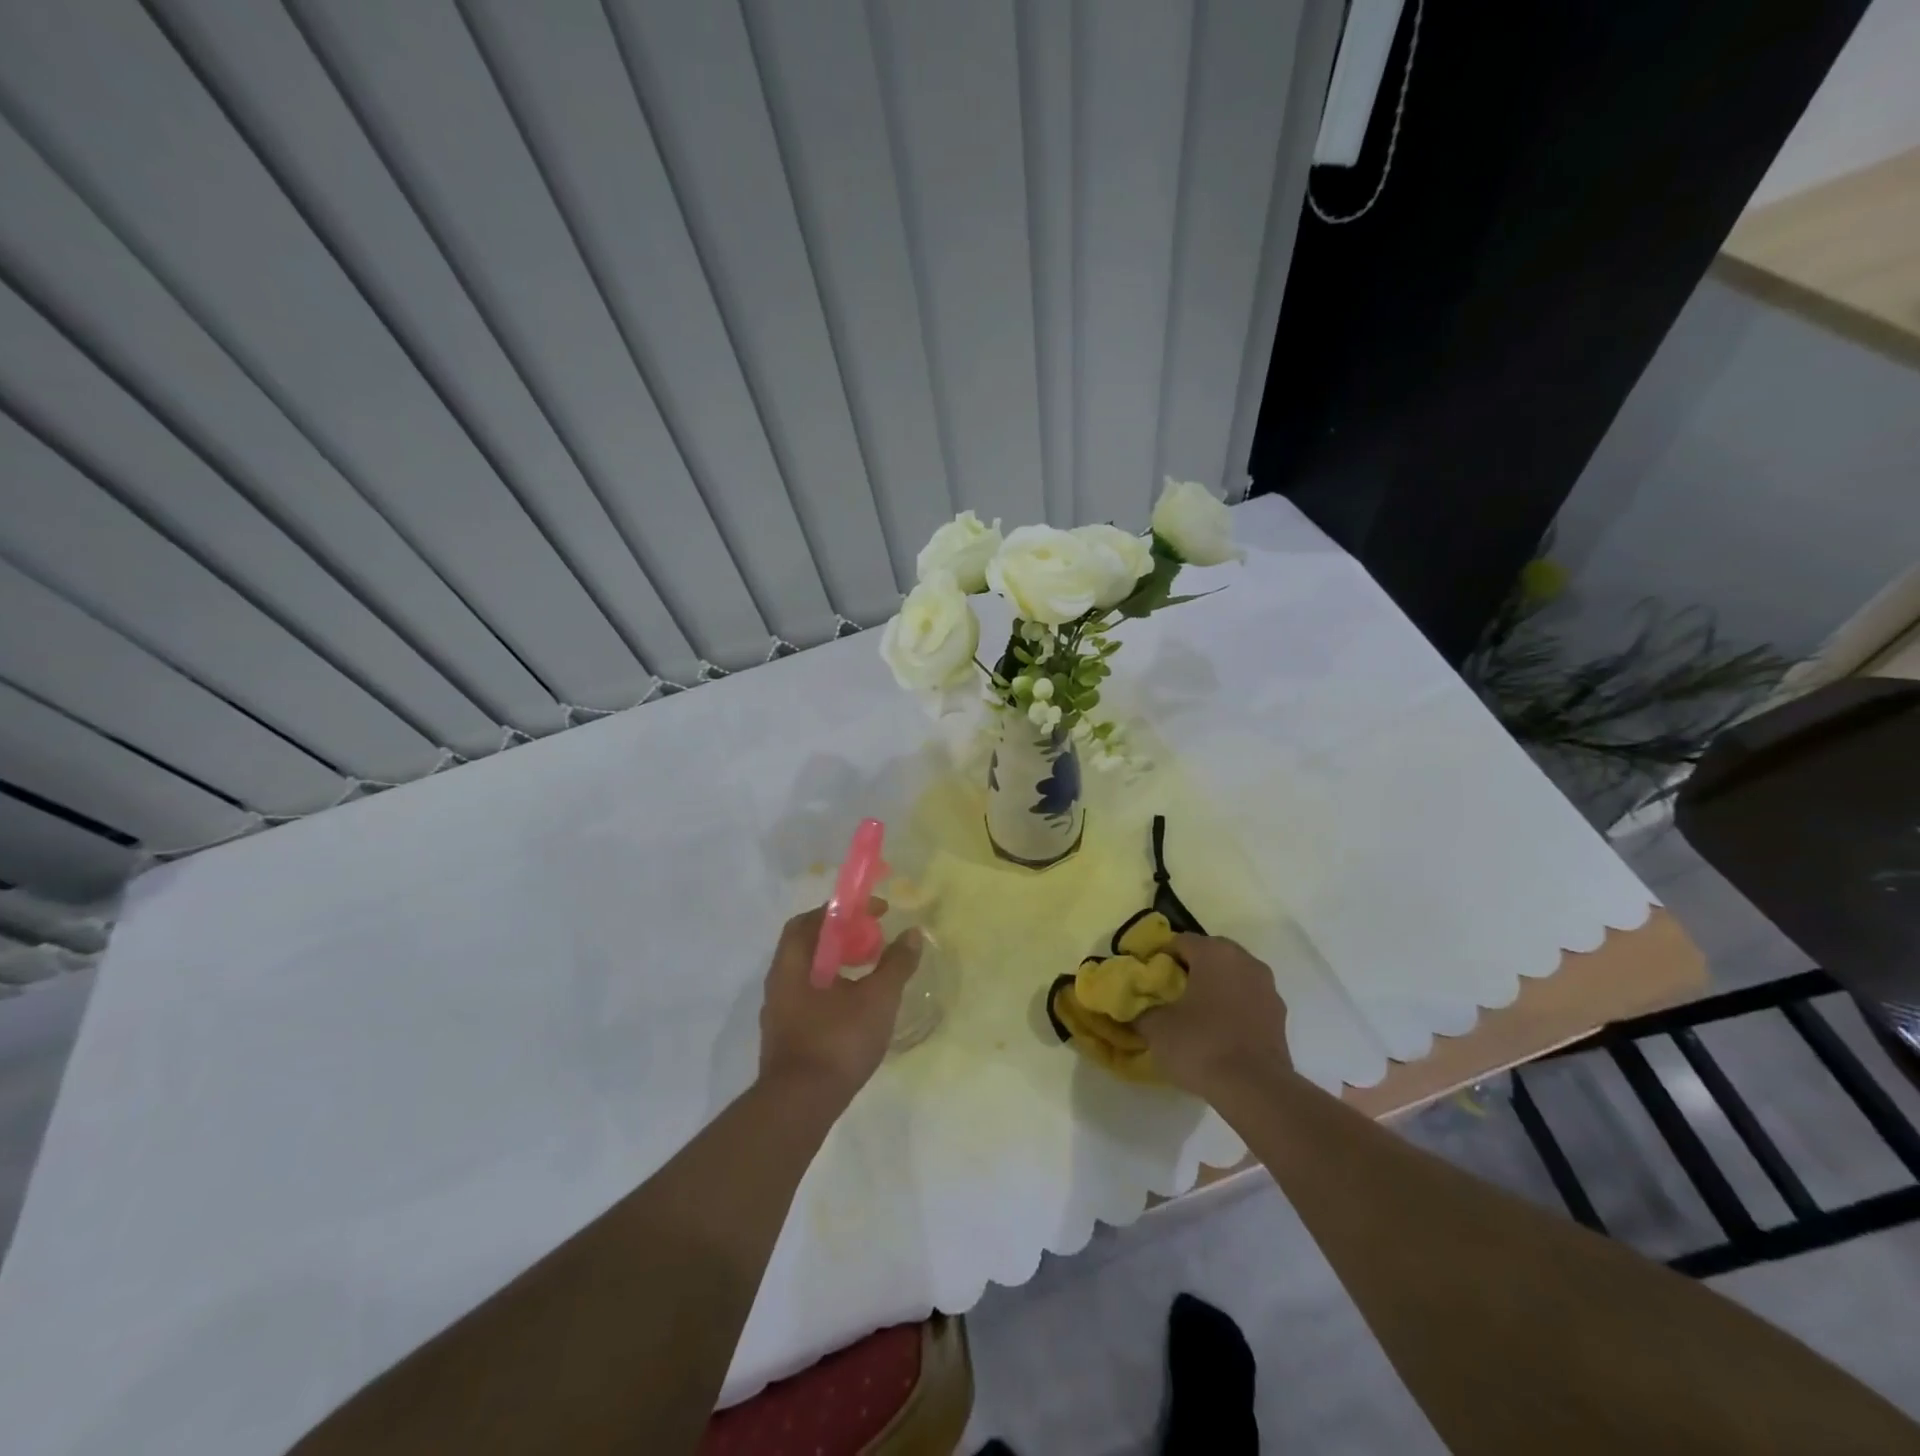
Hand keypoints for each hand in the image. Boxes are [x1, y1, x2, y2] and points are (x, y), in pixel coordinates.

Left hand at [757, 900, 922, 1103]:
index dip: (843, 910)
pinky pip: (809, 997)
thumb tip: (912, 934)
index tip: (875, 912)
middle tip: (873, 940)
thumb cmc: (837, 1042)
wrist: (799, 1107)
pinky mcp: (786, 1036)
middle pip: (809, 944)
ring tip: (870, 971)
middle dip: (843, 936)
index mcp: (793, 964)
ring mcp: (780, 1012)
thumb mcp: (877, 999)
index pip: (811, 920)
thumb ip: (896, 964)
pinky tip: (856, 1005)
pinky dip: (833, 989)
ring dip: (838, 964)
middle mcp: (779, 982)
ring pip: (809, 973)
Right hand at [1138, 934, 1290, 1097]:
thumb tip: (1134, 1008)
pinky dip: (1234, 1008)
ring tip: (1195, 1015)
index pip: (1179, 941)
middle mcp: (1245, 960)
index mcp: (1214, 952)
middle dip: (1190, 970)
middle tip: (1170, 995)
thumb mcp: (1156, 1028)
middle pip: (1210, 955)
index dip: (1160, 958)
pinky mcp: (1280, 1016)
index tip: (1148, 981)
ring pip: (1232, 977)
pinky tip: (1219, 1032)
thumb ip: (1141, 1010)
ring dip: (1215, 988)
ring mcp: (1267, 987)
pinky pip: (1249, 1000)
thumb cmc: (1201, 1044)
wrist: (1255, 1089)